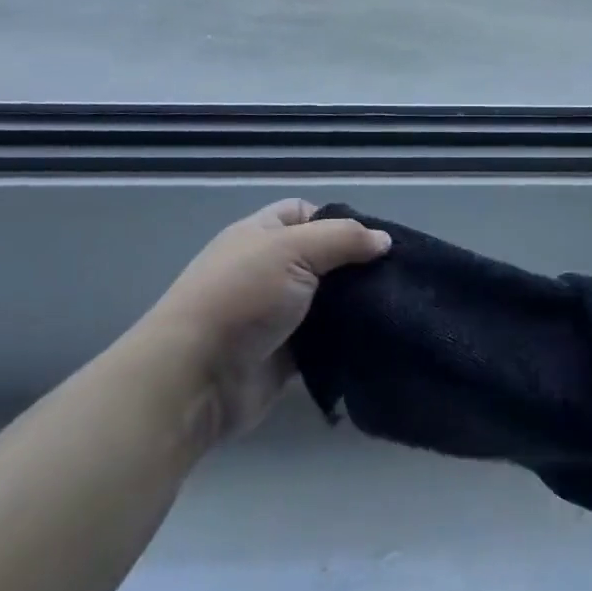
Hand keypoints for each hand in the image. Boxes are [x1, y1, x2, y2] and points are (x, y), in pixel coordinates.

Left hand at [145, 200, 389, 443]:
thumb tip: (384, 240)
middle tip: (395, 276)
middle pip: (321, 258)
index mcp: (261, 234)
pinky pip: (324, 342)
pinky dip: (345, 341)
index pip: (304, 213)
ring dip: (354, 306)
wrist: (196, 377)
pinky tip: (376, 338)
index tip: (372, 240)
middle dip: (354, 266)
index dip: (338, 220)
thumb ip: (343, 239)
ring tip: (394, 306)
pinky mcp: (284, 355)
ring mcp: (275, 314)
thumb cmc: (242, 296)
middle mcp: (267, 270)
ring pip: (326, 301)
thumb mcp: (293, 250)